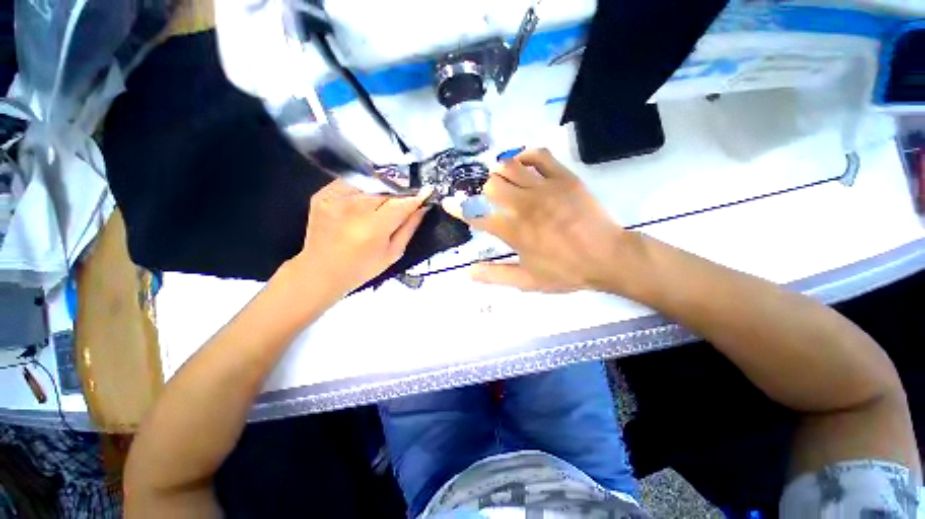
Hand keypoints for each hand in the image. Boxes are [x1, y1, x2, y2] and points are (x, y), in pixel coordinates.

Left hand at [287, 179, 430, 299]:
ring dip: (384, 188)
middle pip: (386, 189)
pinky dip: (365, 187)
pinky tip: (368, 198)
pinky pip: (352, 182)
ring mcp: (335, 199)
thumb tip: (422, 207)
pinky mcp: (323, 194)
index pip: (401, 203)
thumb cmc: (362, 268)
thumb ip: (409, 227)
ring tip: (387, 199)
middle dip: (401, 192)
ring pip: (370, 183)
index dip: (416, 196)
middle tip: (407, 197)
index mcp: (372, 228)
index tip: (428, 191)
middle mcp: (353, 209)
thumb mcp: (393, 253)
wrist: (320, 271)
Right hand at [443, 149, 626, 292]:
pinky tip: (523, 163)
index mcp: (513, 231)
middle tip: (492, 200)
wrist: (607, 257)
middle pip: (490, 186)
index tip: (448, 202)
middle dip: (484, 192)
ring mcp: (544, 188)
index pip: (476, 215)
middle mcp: (523, 205)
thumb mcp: (527, 281)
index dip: (458, 208)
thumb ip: (496, 275)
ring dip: (500, 173)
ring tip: (504, 182)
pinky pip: (539, 155)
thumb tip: (468, 272)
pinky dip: (525, 155)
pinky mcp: (563, 177)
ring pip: (509, 167)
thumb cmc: (565, 271)